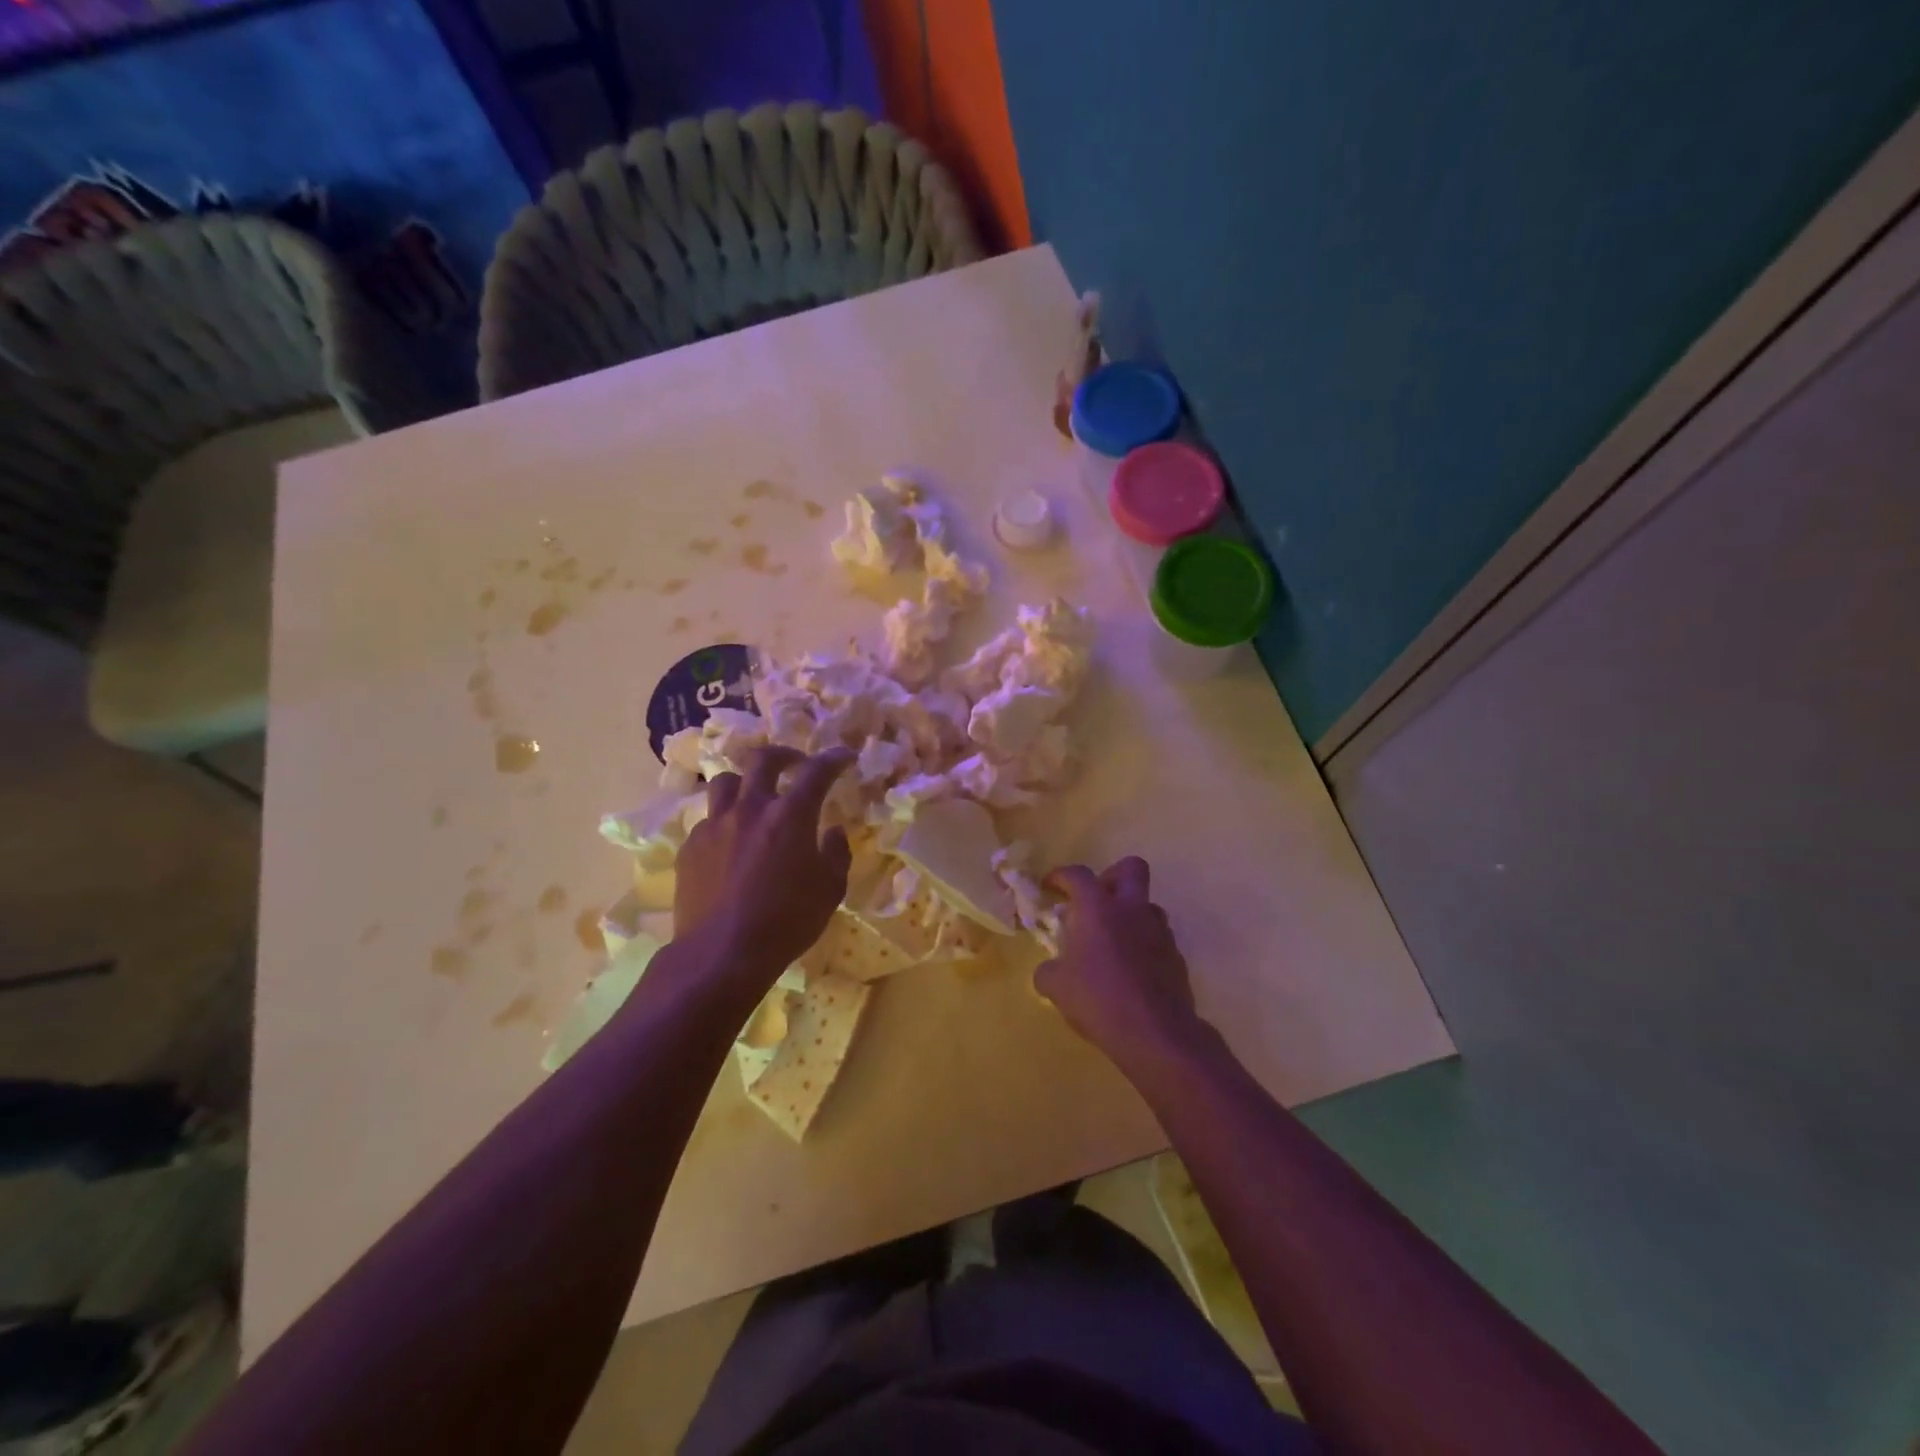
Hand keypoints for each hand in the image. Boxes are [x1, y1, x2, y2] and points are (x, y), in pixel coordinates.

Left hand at [673, 746, 854, 979]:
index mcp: (791, 815)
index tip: (844, 757)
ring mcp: (715, 825)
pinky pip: (708, 819)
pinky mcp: (690, 846)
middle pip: (763, 760)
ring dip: (745, 782)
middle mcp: (751, 808)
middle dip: (784, 755)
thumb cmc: (786, 922)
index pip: (816, 772)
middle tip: (795, 764)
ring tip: (754, 796)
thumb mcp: (830, 891)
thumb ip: (836, 854)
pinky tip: (731, 841)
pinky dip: (724, 820)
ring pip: (725, 782)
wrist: (721, 953)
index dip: (833, 759)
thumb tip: (833, 831)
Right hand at [1034, 858, 1208, 1069]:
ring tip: (1112, 940)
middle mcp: (1132, 909)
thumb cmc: (1098, 999)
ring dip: (1129, 913)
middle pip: (1130, 868)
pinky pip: (1157, 937)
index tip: (1049, 886)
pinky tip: (1130, 969)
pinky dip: (1143, 944)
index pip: (1077, 875)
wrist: (1156, 1033)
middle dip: (1110, 877)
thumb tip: (1050, 969)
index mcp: (1098, 908)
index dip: (1060, 876)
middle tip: (1094, 901)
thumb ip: (1049, 970)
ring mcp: (1159, 930)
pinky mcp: (1176, 956)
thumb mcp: (1056, 987)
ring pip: (1147, 904)